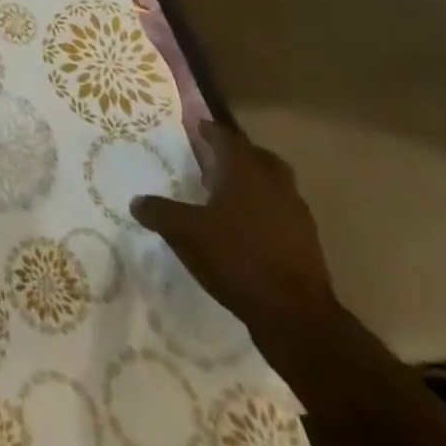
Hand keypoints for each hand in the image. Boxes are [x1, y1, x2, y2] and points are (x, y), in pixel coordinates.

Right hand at [130, 121, 337, 343]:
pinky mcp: (310, 246)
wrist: (297, 317)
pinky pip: (286, 215)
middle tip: (218, 160)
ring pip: (278, 186)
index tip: (198, 128)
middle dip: (241, 154)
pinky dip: (269, 212)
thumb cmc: (237, 258)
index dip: (211, 131)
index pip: (228, 138)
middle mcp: (275, 186)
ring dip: (258, 184)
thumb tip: (136, 202)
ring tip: (233, 196)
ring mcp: (297, 216)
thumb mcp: (185, 233)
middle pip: (261, 157)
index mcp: (245, 173)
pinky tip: (250, 230)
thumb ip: (159, 213)